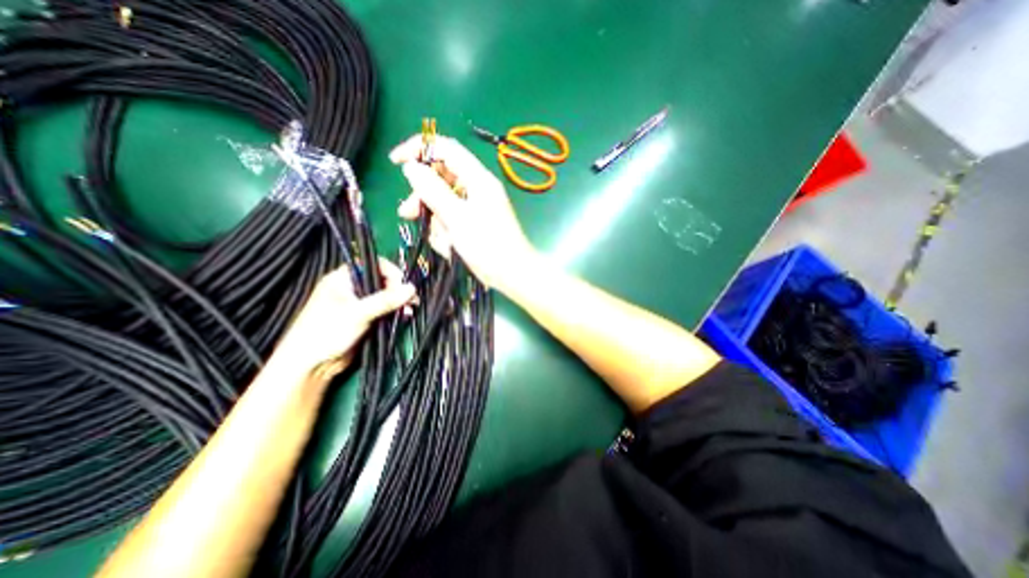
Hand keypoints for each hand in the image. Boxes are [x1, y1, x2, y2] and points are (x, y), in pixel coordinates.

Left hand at [272, 260, 417, 378]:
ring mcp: (360, 304)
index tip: (402, 284)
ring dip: (400, 302)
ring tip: (410, 310)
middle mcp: (353, 288)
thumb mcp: (357, 313)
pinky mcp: (366, 319)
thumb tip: (412, 288)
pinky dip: (396, 312)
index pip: (372, 265)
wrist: (312, 365)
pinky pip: (386, 310)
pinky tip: (404, 316)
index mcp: (343, 278)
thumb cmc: (326, 332)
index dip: (390, 271)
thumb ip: (385, 300)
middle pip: (383, 280)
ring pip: (386, 296)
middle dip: (399, 289)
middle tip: (411, 300)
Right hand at [389, 134, 539, 289]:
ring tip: (441, 241)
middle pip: (441, 178)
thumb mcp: (457, 218)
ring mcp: (475, 207)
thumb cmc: (488, 247)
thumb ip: (433, 191)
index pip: (446, 148)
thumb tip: (411, 167)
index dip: (419, 149)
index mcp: (478, 179)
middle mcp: (476, 188)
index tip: (396, 161)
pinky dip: (446, 233)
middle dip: (423, 196)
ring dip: (435, 221)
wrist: (512, 274)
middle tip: (408, 213)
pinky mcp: (473, 223)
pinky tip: (450, 248)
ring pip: (443, 203)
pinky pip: (451, 219)